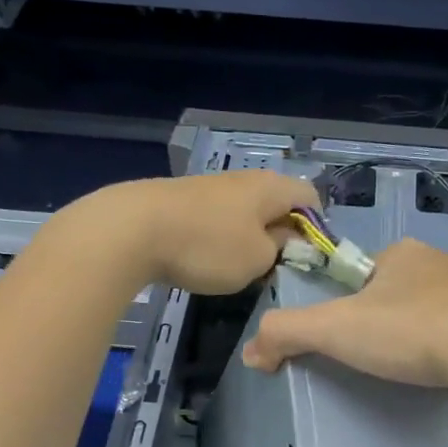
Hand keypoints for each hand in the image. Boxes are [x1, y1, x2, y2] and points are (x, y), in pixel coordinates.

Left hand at [81, 171, 319, 294]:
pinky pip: (216, 217)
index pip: (311, 197)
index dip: (315, 227)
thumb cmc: (208, 246)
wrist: (132, 230)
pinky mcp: (183, 199)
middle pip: (276, 203)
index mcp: (272, 187)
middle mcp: (245, 179)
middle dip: (280, 233)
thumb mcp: (258, 259)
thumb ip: (279, 249)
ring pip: (245, 211)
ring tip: (237, 267)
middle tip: (273, 267)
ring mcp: (211, 186)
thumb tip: (280, 238)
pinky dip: (219, 236)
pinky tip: (205, 258)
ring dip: (248, 237)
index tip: (305, 257)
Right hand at [242, 238, 447, 395]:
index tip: (353, 338)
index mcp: (405, 256)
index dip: (354, 304)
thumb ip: (288, 333)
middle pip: (409, 296)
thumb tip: (251, 351)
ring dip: (434, 348)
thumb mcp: (336, 329)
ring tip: (422, 384)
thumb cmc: (410, 332)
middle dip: (396, 327)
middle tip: (386, 365)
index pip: (368, 273)